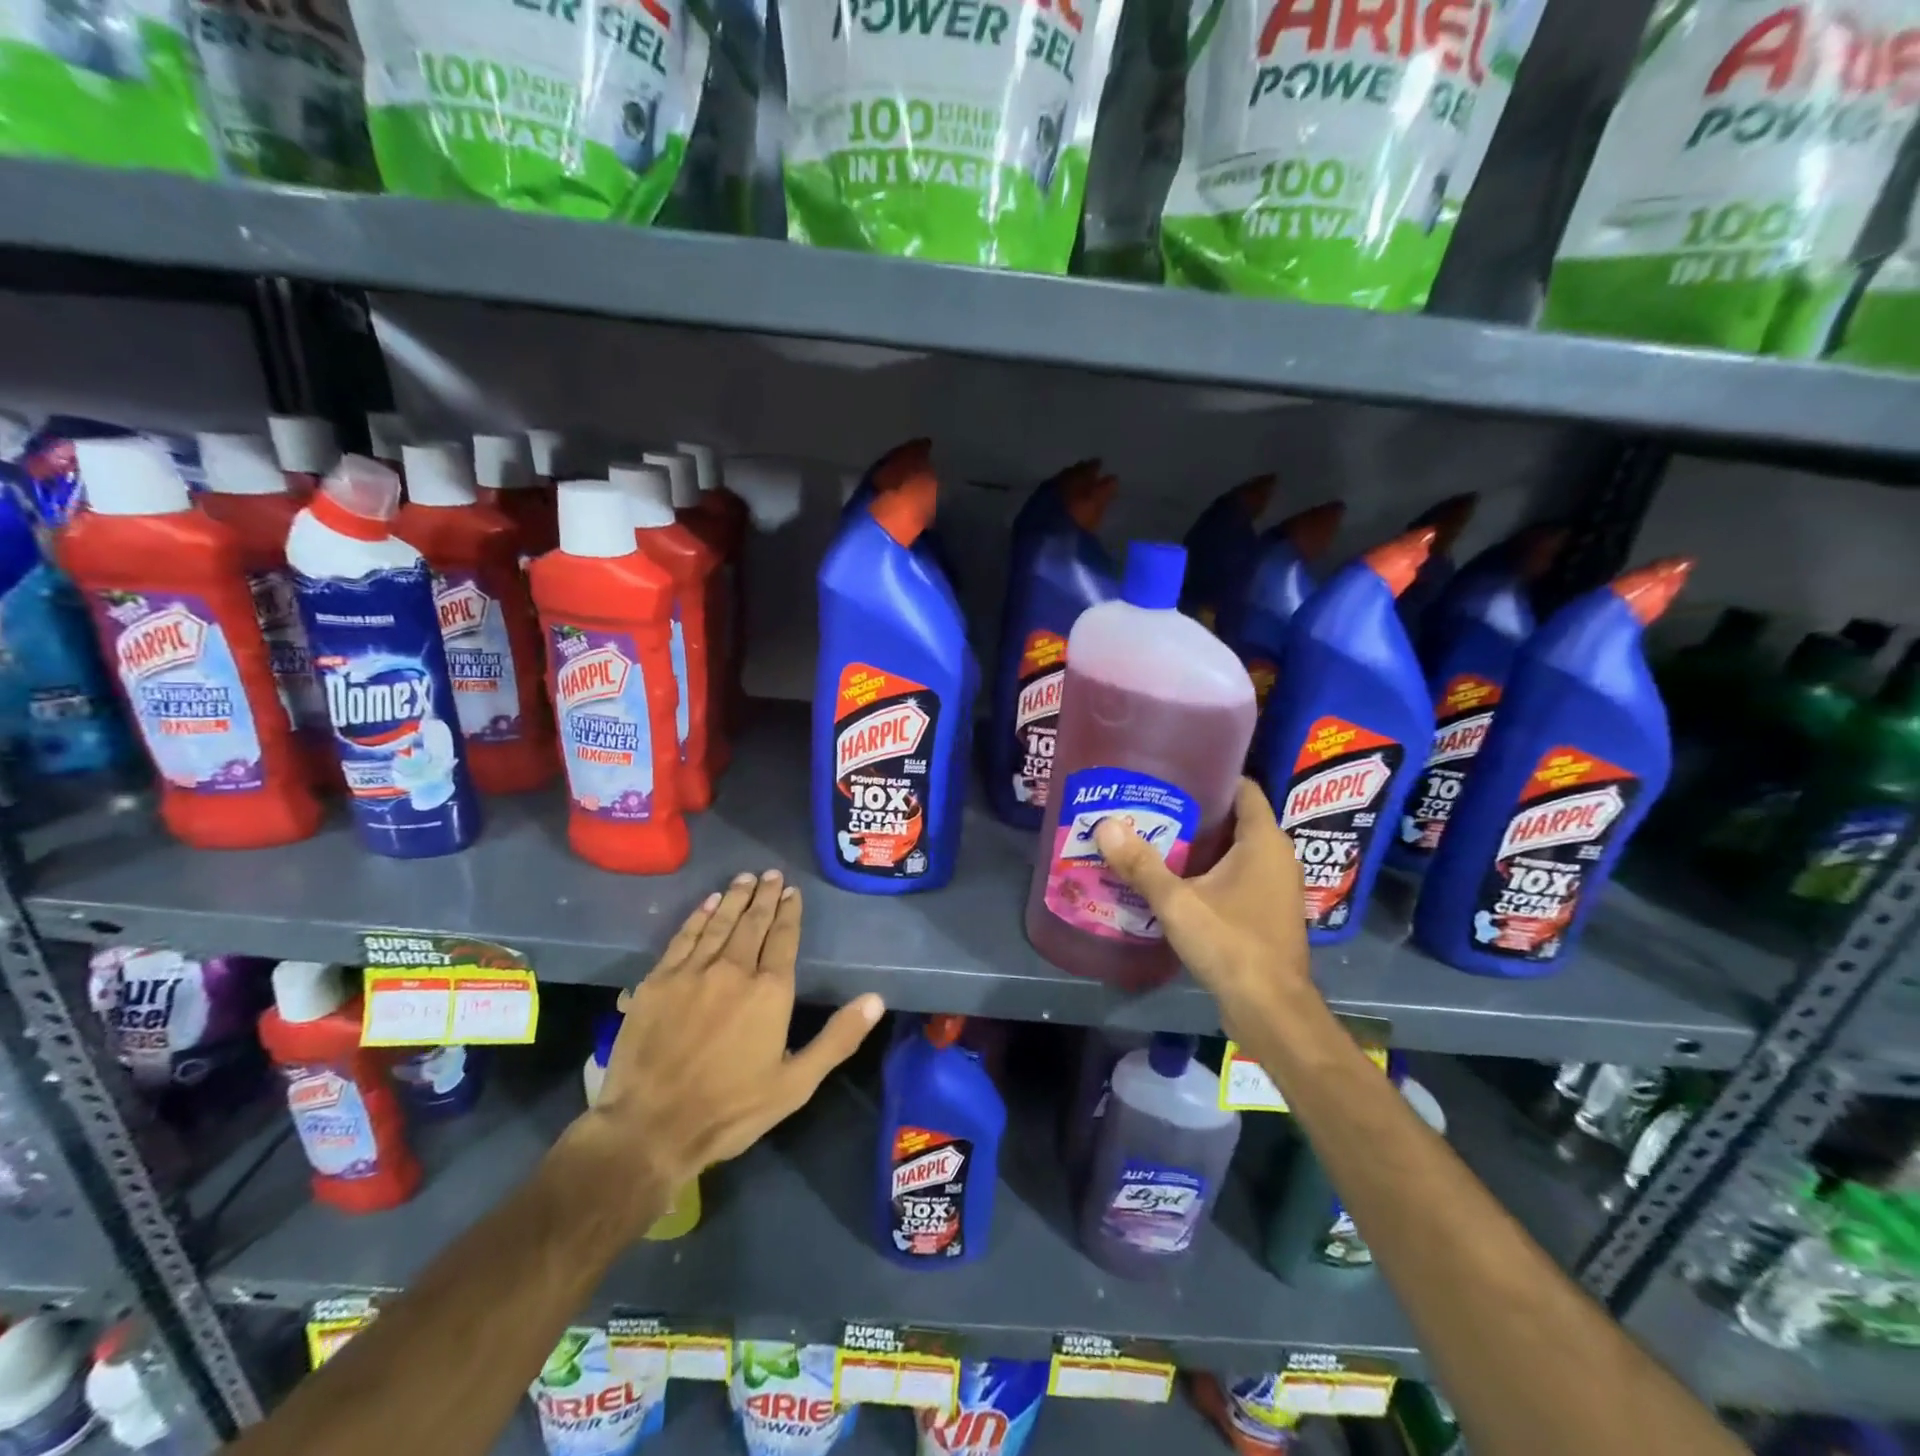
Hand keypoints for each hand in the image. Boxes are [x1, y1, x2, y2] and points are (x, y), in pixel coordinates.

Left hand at [570, 870, 883, 1234]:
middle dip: (764, 895)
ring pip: (719, 923)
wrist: (650, 1127)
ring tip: (744, 878)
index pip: (784, 938)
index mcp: (770, 991)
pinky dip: (698, 916)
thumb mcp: (796, 1084)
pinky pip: (684, 937)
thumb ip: (837, 1038)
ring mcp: (692, 972)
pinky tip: (707, 903)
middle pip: (753, 922)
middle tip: (771, 874)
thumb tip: (876, 999)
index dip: (789, 912)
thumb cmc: (731, 1109)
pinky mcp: (658, 981)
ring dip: (734, 898)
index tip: (792, 892)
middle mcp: (734, 970)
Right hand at [1093, 778, 1311, 1041]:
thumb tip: (1104, 825)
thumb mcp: (1179, 903)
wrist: (1271, 1011)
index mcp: (1264, 841)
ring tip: (1153, 836)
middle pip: (1234, 818)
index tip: (1171, 772)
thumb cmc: (1232, 945)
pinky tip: (1174, 878)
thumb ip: (1141, 864)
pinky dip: (1209, 871)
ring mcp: (1274, 886)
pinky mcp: (1266, 912)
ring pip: (1234, 850)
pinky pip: (1237, 876)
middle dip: (1194, 811)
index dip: (1210, 775)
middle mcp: (1276, 857)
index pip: (1242, 788)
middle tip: (1149, 804)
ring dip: (1199, 845)